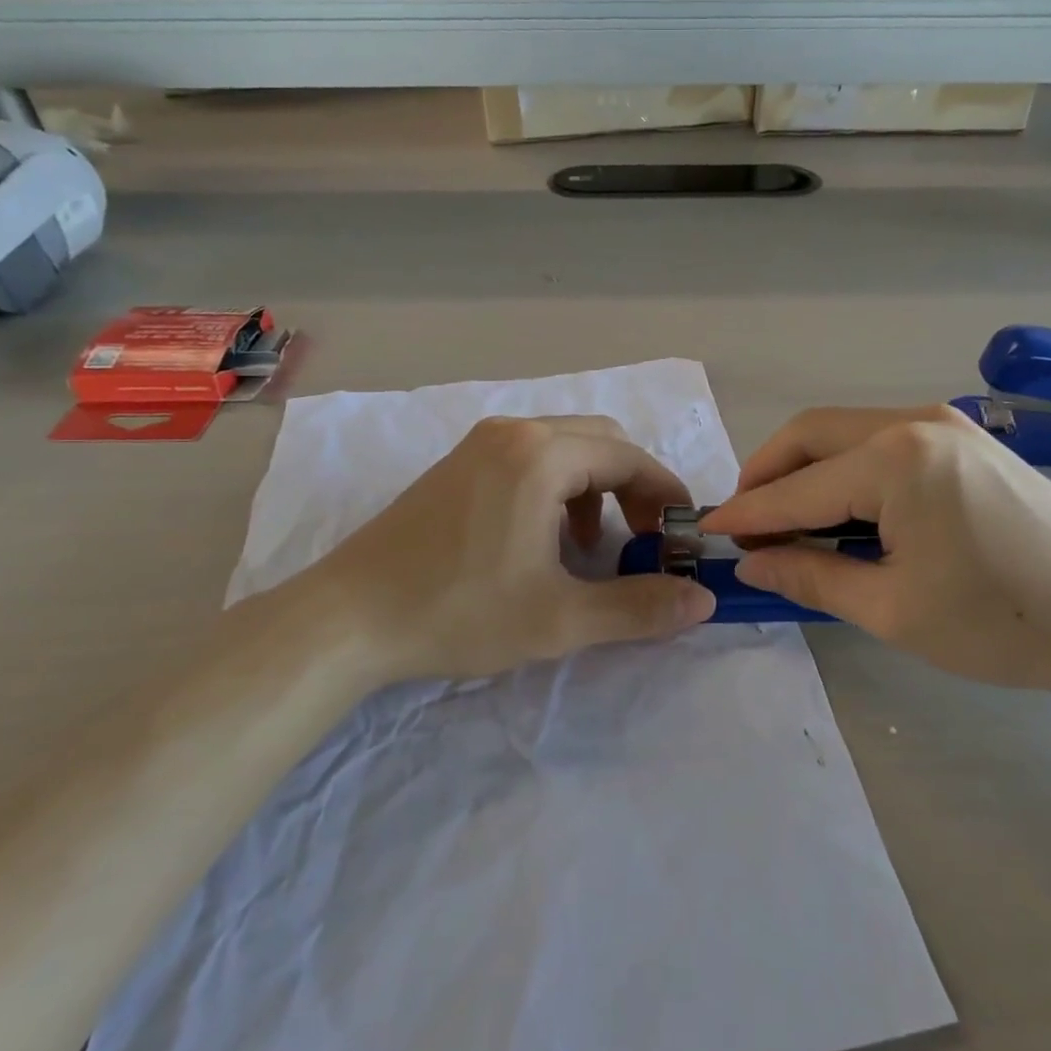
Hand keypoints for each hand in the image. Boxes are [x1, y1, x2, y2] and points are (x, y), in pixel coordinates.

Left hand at [313, 416, 715, 683]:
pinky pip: (529, 458)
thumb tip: (704, 600)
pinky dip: (557, 488)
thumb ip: (638, 607)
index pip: (629, 457)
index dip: (665, 494)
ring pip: (564, 447)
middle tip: (641, 539)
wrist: (346, 618)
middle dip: (632, 486)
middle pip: (600, 441)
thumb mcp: (559, 618)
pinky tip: (542, 540)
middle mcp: (513, 432)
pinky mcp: (457, 464)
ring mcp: (479, 443)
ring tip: (590, 548)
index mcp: (541, 455)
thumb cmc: (458, 611)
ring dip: (594, 488)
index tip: (681, 536)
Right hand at [701, 407, 1050, 696]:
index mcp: (895, 460)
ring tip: (787, 518)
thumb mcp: (894, 610)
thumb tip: (753, 562)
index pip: (797, 487)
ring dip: (806, 468)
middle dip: (768, 473)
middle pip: (811, 434)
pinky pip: (881, 440)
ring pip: (845, 432)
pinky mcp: (966, 439)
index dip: (747, 513)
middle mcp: (914, 421)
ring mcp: (945, 424)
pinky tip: (843, 507)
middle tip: (745, 521)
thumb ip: (811, 576)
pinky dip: (846, 468)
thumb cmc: (1005, 623)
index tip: (708, 531)